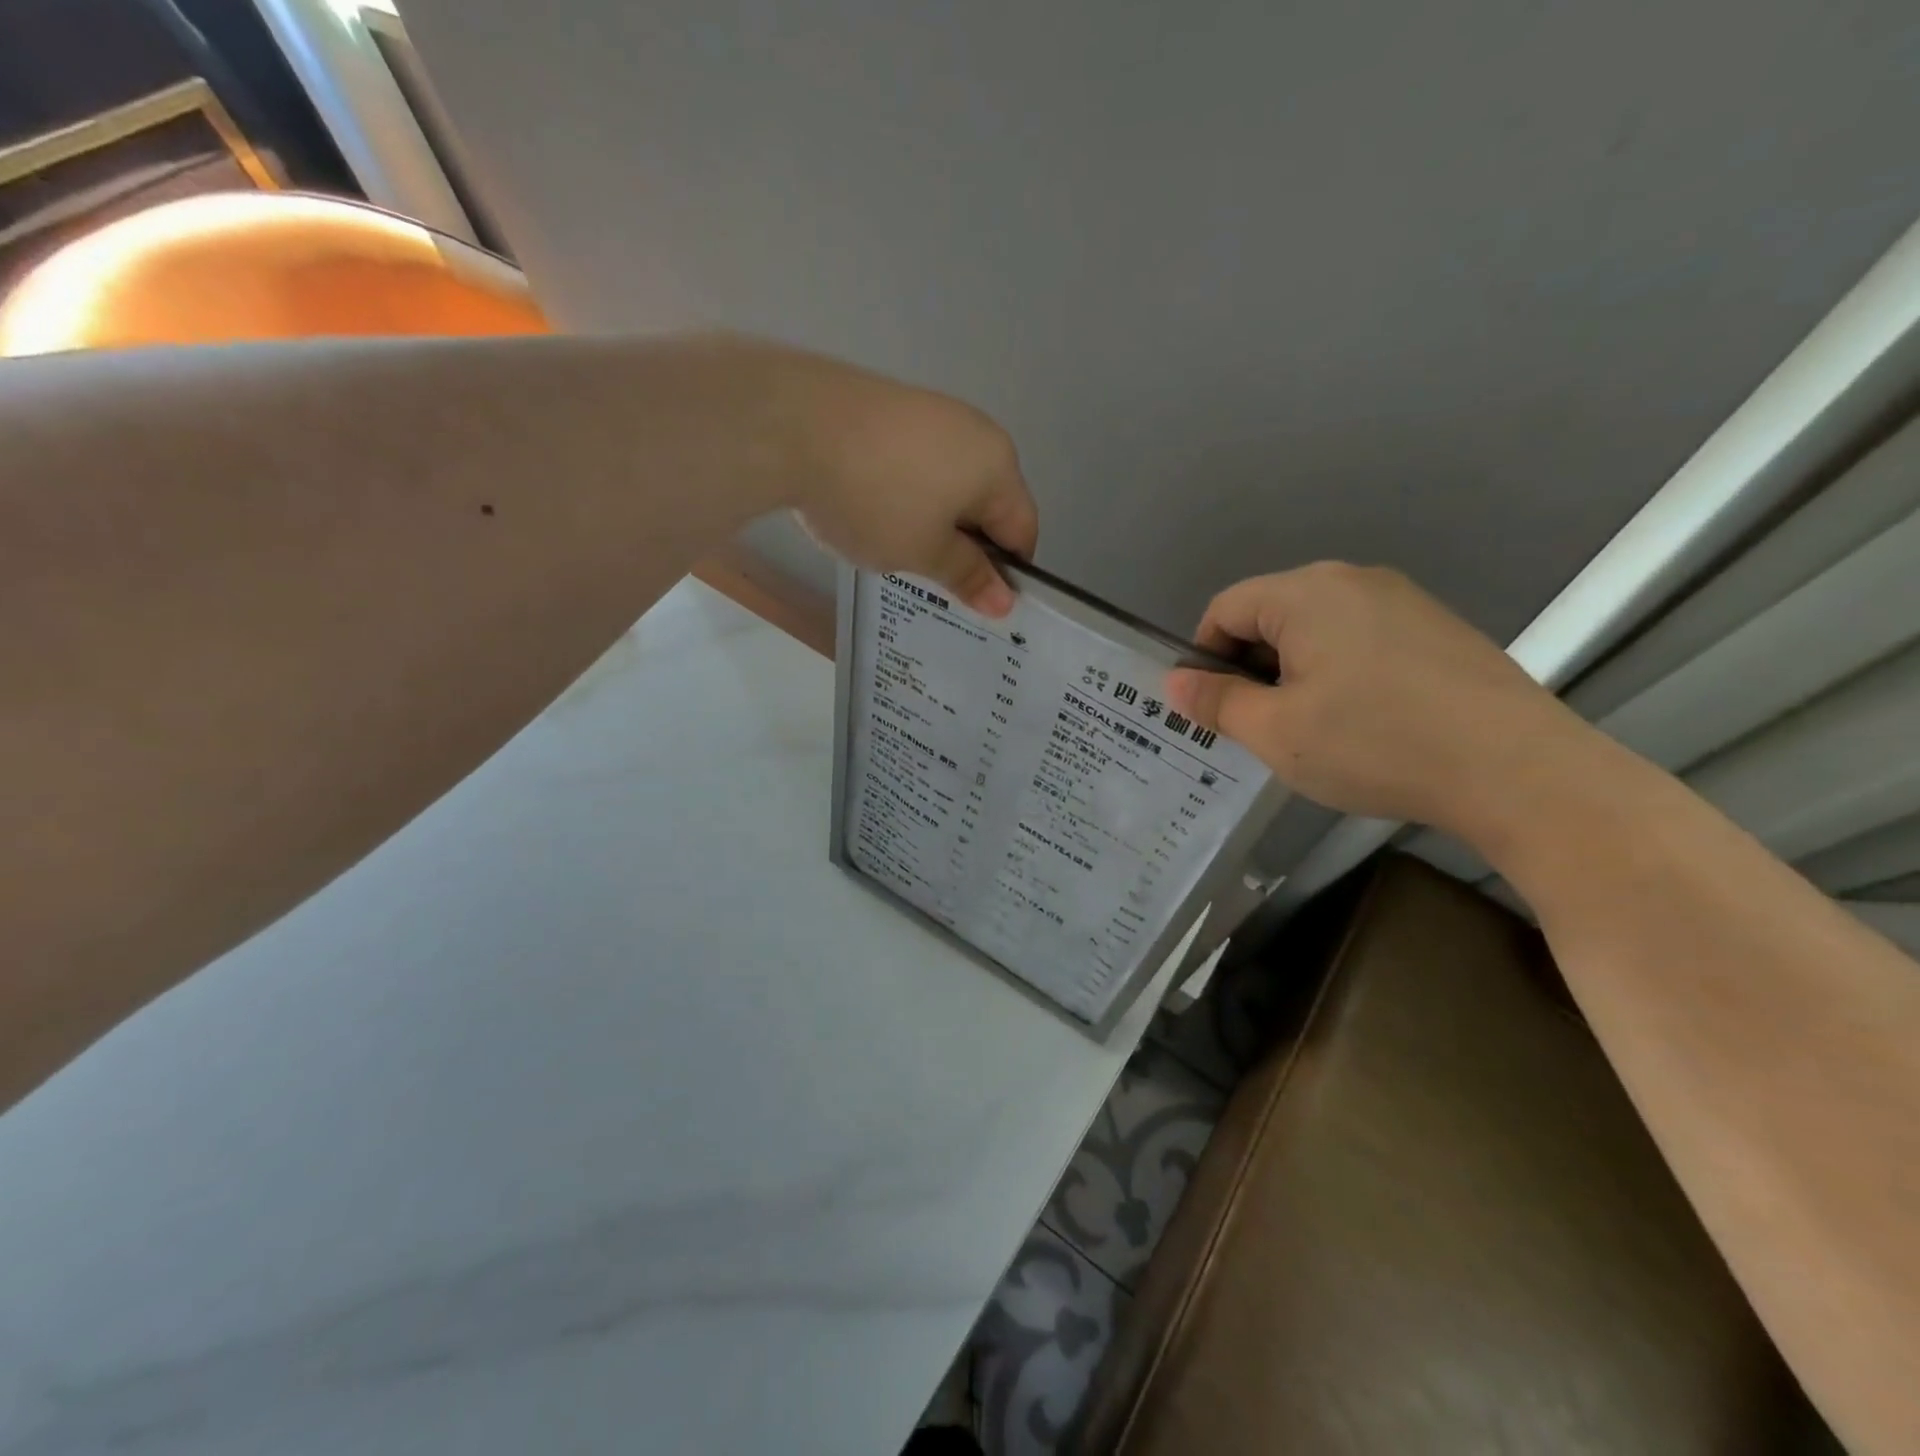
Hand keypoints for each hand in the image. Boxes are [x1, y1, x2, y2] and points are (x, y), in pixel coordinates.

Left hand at [764, 346, 1037, 614]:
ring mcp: (933, 412)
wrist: (791, 424)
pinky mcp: (893, 406)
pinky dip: (906, 493)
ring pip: (949, 484)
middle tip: (928, 578)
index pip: (1023, 531)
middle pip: (987, 504)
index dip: (1005, 573)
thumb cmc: (874, 499)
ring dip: (933, 520)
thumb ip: (968, 575)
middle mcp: (976, 431)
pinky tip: (870, 507)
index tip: (975, 600)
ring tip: (891, 544)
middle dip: (965, 545)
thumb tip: (1005, 602)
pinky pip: (917, 463)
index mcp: (998, 466)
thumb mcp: (924, 552)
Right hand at [1164, 563, 1586, 835]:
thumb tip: (1175, 682)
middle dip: (1252, 667)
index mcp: (1306, 593)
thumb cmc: (1375, 744)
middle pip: (1271, 615)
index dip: (1204, 658)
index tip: (1214, 709)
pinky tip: (1366, 722)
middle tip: (1261, 726)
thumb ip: (1216, 702)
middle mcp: (1353, 580)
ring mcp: (1404, 601)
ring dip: (1296, 673)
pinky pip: (1362, 640)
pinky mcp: (1439, 629)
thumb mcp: (1276, 732)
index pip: (1225, 609)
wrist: (1518, 771)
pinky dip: (1341, 673)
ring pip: (1318, 630)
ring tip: (1314, 730)